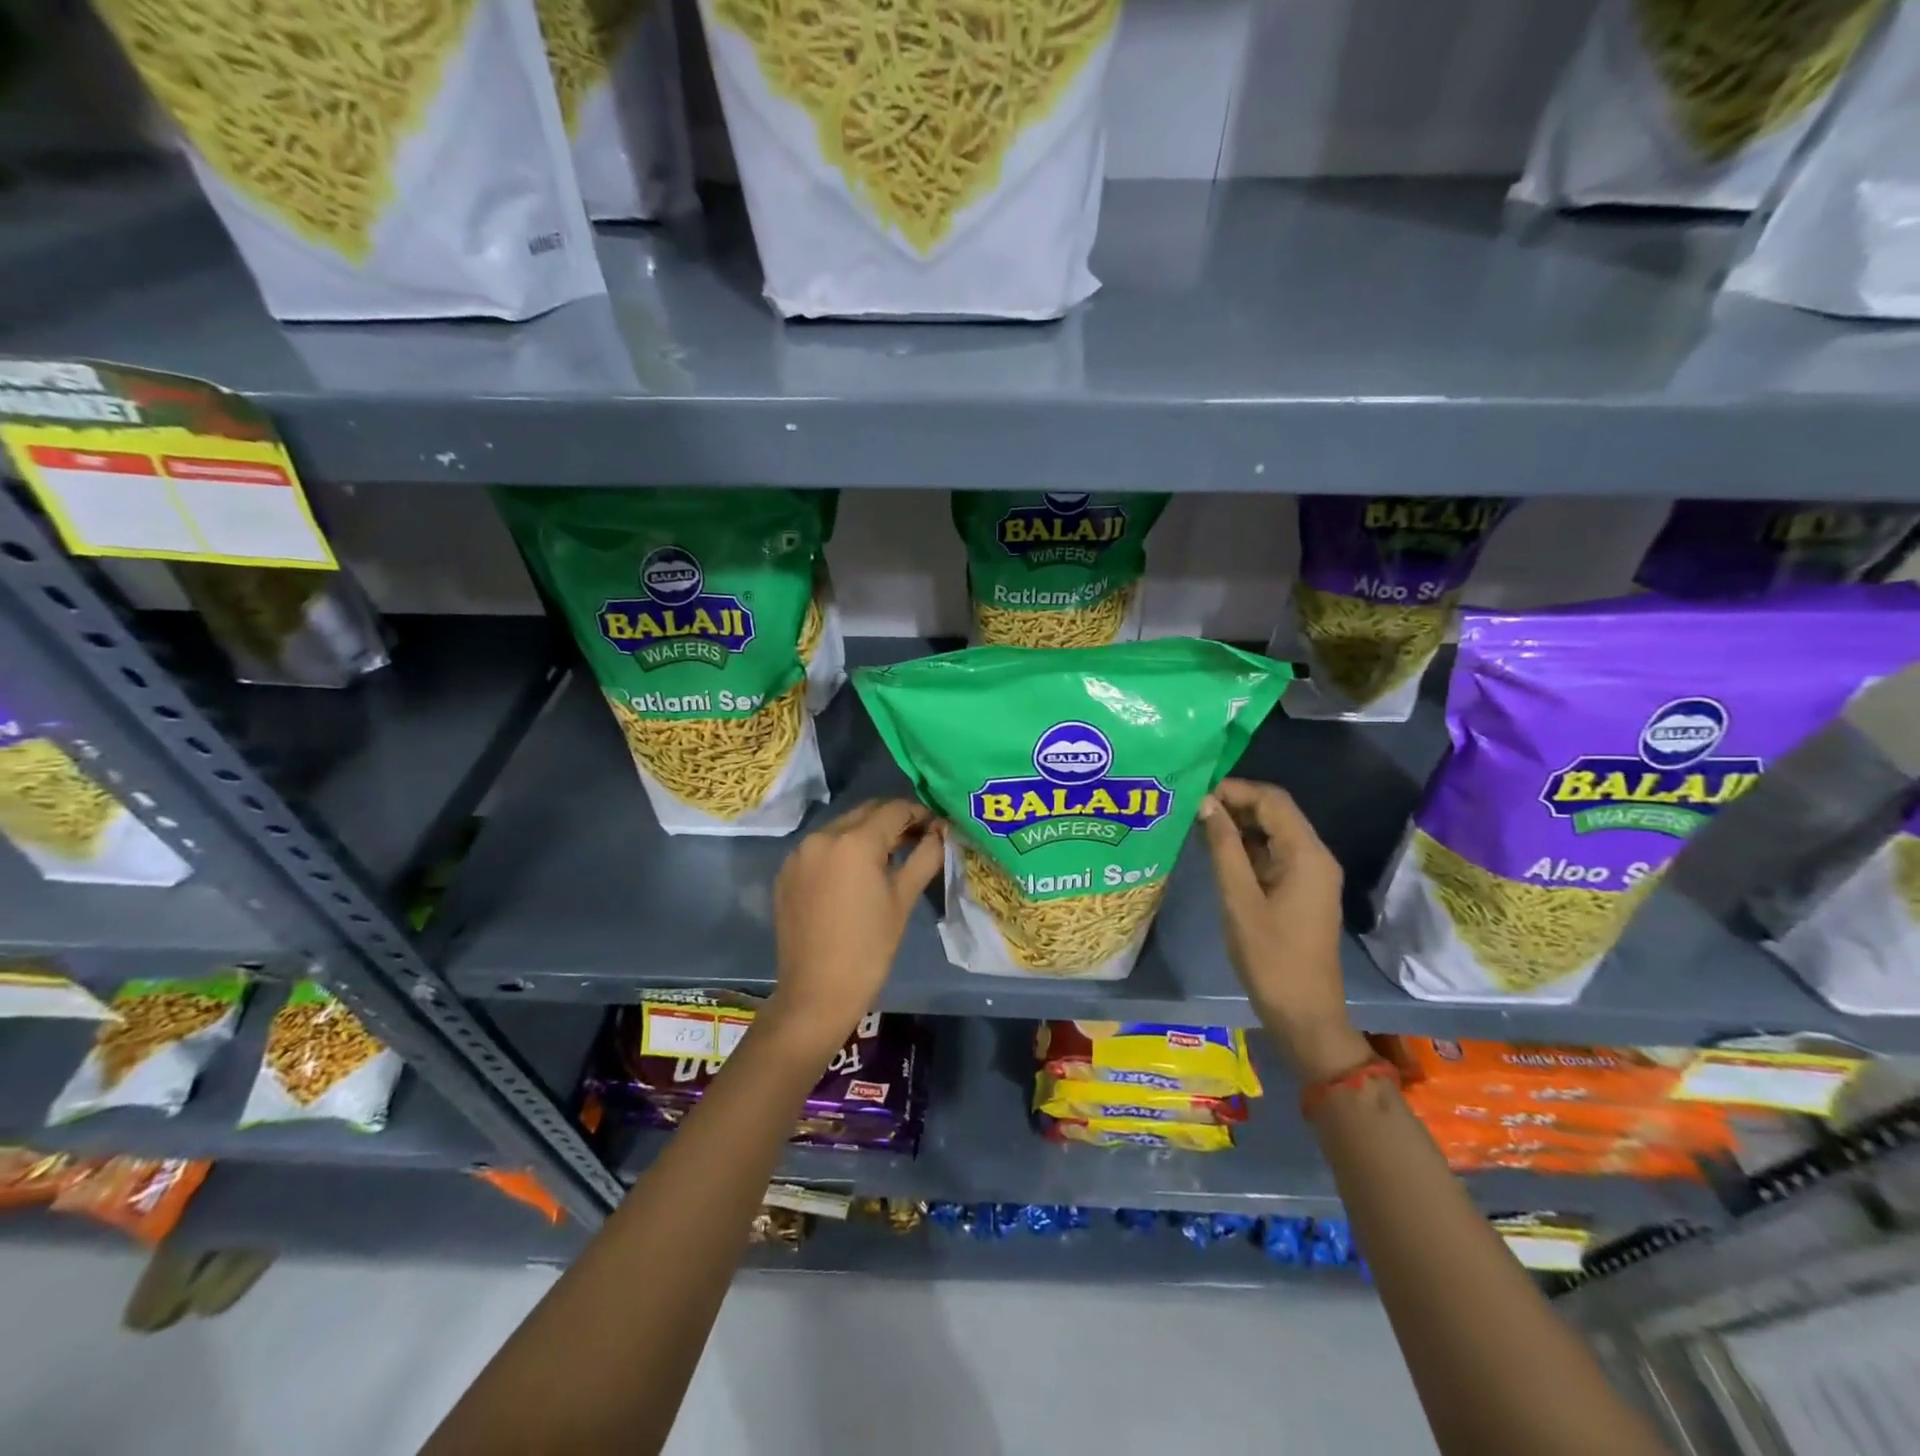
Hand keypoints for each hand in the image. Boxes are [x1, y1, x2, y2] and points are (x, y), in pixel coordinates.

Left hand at [765, 799, 944, 1061]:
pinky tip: (855, 874)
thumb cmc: (869, 948)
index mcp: (854, 842)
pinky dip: (842, 850)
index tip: (936, 828)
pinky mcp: (786, 871)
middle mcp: (822, 836)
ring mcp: (799, 853)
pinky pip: (821, 847)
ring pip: (842, 827)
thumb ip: (925, 857)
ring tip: (888, 857)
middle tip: (917, 839)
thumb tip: (942, 833)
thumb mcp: (903, 899)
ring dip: (867, 833)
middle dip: (893, 820)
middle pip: (866, 812)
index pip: (894, 809)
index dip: (920, 814)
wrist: (816, 993)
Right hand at [1198, 779, 1368, 1080]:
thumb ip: (1223, 848)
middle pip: (1275, 812)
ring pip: (1273, 833)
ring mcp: (1310, 874)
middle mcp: (1315, 856)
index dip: (1235, 789)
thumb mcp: (1239, 899)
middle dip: (1235, 804)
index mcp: (1307, 854)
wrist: (1304, 1013)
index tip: (1196, 793)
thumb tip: (1206, 804)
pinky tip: (1216, 851)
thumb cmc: (1270, 957)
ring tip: (1196, 826)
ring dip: (1238, 825)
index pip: (1272, 800)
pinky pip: (1273, 854)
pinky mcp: (1301, 890)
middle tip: (1191, 808)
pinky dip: (1246, 847)